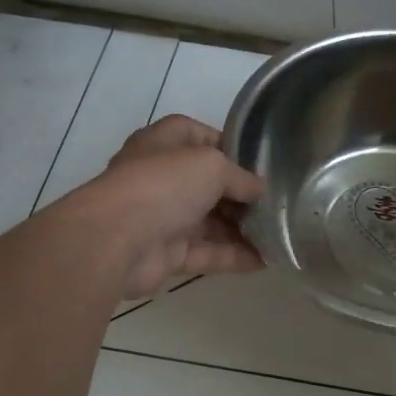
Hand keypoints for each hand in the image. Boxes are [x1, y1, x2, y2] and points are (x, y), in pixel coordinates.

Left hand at [72, 115, 264, 297]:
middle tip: (276, 202)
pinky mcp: (167, 254)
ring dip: (242, 229)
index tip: (258, 161)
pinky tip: (266, 260)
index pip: (197, 135)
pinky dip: (234, 256)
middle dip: (241, 194)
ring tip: (279, 234)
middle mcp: (161, 178)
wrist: (116, 240)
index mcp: (163, 144)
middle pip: (208, 184)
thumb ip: (241, 177)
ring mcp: (163, 217)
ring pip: (210, 222)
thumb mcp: (212, 165)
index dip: (227, 144)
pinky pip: (208, 253)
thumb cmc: (164, 185)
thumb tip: (260, 191)